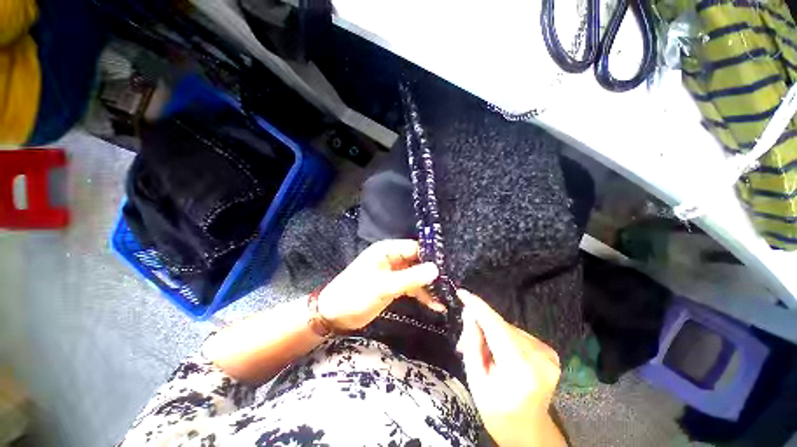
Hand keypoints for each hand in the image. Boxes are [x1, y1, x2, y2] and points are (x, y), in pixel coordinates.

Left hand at [317, 239, 444, 330]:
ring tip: (447, 297)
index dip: (432, 256)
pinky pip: (412, 286)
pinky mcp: (394, 286)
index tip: (450, 268)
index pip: (415, 248)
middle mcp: (393, 258)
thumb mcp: (383, 286)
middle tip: (452, 284)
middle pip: (418, 261)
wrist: (335, 315)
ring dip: (430, 286)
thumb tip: (437, 269)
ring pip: (417, 275)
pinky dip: (422, 294)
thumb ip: (410, 278)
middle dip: (433, 273)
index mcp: (388, 250)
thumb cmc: (355, 294)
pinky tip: (435, 305)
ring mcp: (394, 272)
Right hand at [457, 289, 564, 446]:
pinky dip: (503, 337)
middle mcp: (540, 357)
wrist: (529, 432)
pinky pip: (517, 334)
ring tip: (482, 350)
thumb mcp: (476, 380)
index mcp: (521, 369)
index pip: (496, 327)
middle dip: (480, 325)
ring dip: (491, 332)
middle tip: (465, 340)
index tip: (462, 292)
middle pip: (501, 326)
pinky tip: (499, 351)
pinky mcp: (549, 351)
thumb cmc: (498, 412)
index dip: (478, 307)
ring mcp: (548, 354)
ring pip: (508, 328)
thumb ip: (472, 344)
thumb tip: (469, 313)